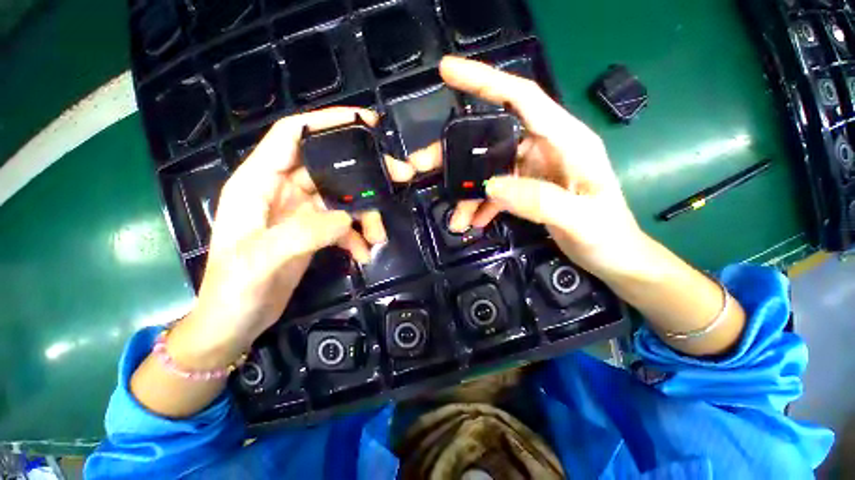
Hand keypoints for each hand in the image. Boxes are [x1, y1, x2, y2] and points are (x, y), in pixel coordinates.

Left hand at [184, 108, 414, 360]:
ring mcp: (300, 213)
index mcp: (258, 183)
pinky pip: (343, 225)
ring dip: (365, 214)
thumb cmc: (233, 289)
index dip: (327, 121)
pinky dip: (357, 236)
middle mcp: (281, 191)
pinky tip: (363, 253)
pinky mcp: (313, 232)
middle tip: (398, 175)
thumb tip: (346, 219)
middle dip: (363, 172)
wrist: (235, 322)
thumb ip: (304, 233)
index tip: (365, 121)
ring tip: (378, 236)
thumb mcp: (261, 259)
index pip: (293, 135)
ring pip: (342, 199)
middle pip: (329, 168)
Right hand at [409, 57, 643, 279]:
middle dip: (457, 153)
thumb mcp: (580, 219)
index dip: (485, 81)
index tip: (447, 72)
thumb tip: (492, 186)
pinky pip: (496, 190)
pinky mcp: (526, 188)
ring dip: (468, 192)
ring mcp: (533, 169)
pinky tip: (474, 221)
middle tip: (423, 166)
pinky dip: (482, 205)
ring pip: (488, 170)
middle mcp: (545, 147)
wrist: (613, 256)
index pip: (521, 98)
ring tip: (456, 218)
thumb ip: (539, 201)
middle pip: (492, 138)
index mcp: (566, 140)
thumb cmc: (607, 235)